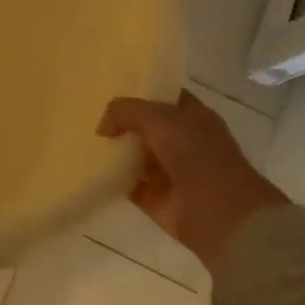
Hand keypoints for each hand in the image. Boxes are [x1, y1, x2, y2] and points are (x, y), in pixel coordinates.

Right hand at [97, 93, 289, 272]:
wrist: (219, 214)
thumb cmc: (197, 155)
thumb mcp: (158, 118)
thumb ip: (125, 112)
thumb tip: (103, 127)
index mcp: (194, 117)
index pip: (164, 97)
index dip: (141, 92)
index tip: (110, 90)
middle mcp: (184, 142)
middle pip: (147, 127)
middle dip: (123, 123)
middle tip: (90, 116)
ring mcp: (171, 172)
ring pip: (137, 156)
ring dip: (116, 152)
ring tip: (85, 142)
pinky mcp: (157, 199)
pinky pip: (129, 184)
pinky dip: (112, 179)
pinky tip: (92, 170)